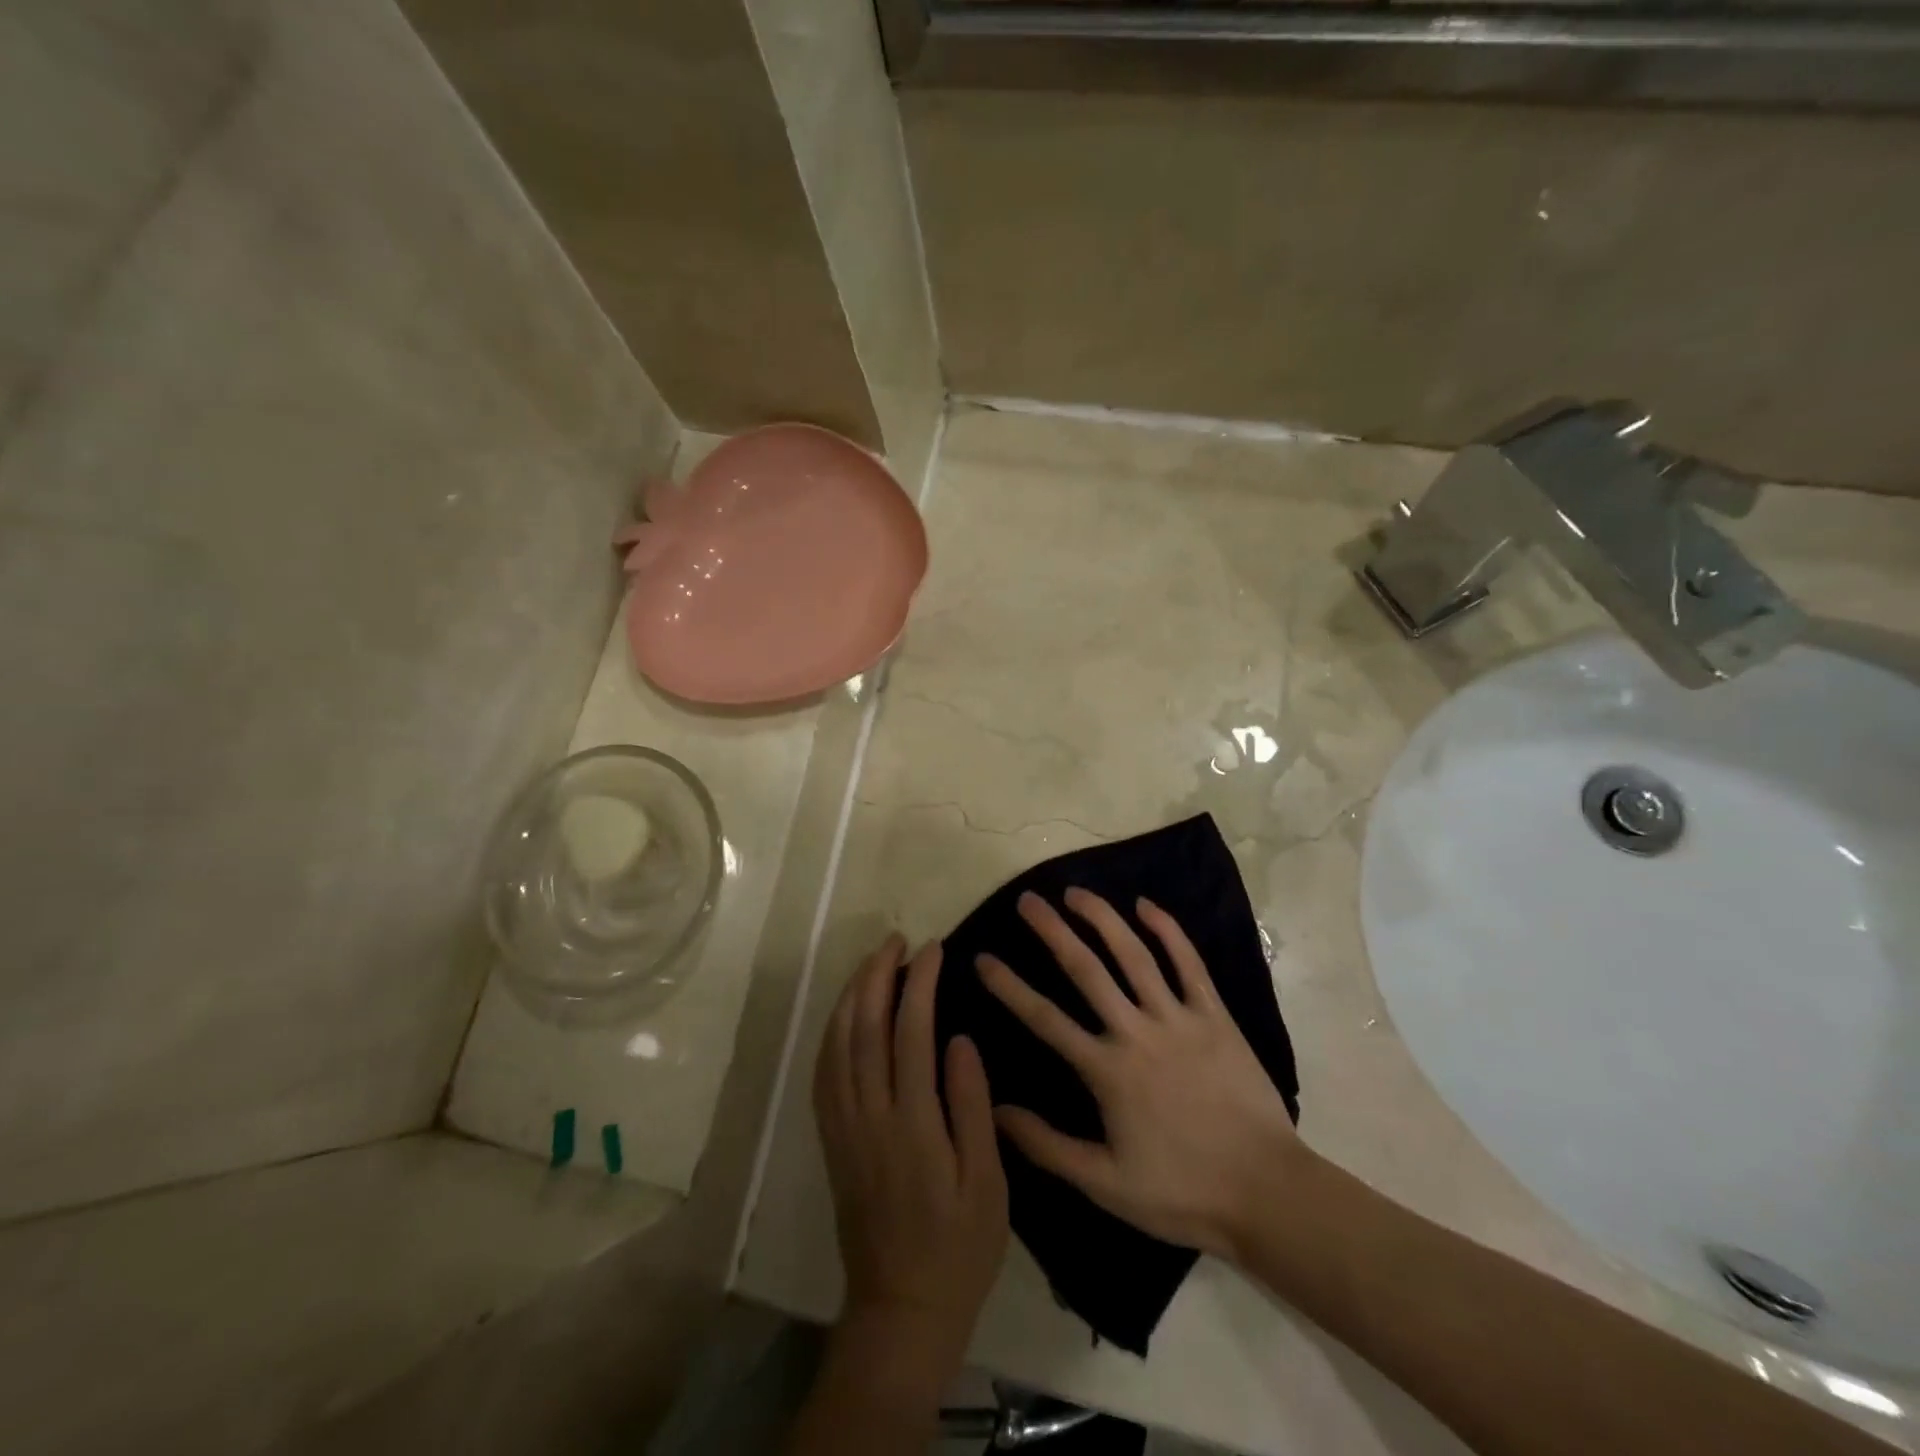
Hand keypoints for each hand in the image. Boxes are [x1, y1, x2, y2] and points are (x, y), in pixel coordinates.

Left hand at [813, 936, 1008, 1373]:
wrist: (900, 1309)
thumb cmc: (958, 1249)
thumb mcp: (987, 1184)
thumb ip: (971, 1107)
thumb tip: (959, 1039)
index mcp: (913, 1123)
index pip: (911, 1032)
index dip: (920, 983)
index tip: (933, 949)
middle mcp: (870, 1115)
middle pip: (865, 1027)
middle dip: (878, 975)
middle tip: (896, 940)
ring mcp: (844, 1127)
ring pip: (837, 1044)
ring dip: (852, 995)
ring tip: (872, 963)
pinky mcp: (831, 1141)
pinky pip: (823, 1073)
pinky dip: (831, 1033)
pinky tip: (843, 1015)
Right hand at [978, 889, 1303, 1259]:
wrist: (1267, 1192)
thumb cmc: (1182, 1191)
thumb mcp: (1105, 1184)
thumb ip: (1047, 1145)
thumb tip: (996, 1110)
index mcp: (1107, 1070)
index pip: (1045, 1018)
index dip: (1009, 987)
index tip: (982, 958)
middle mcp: (1137, 1031)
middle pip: (1086, 969)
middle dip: (1052, 931)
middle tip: (1027, 900)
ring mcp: (1178, 1018)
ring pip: (1134, 955)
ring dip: (1102, 918)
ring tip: (1076, 892)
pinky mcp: (1215, 1016)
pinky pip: (1189, 963)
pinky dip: (1168, 930)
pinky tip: (1146, 905)